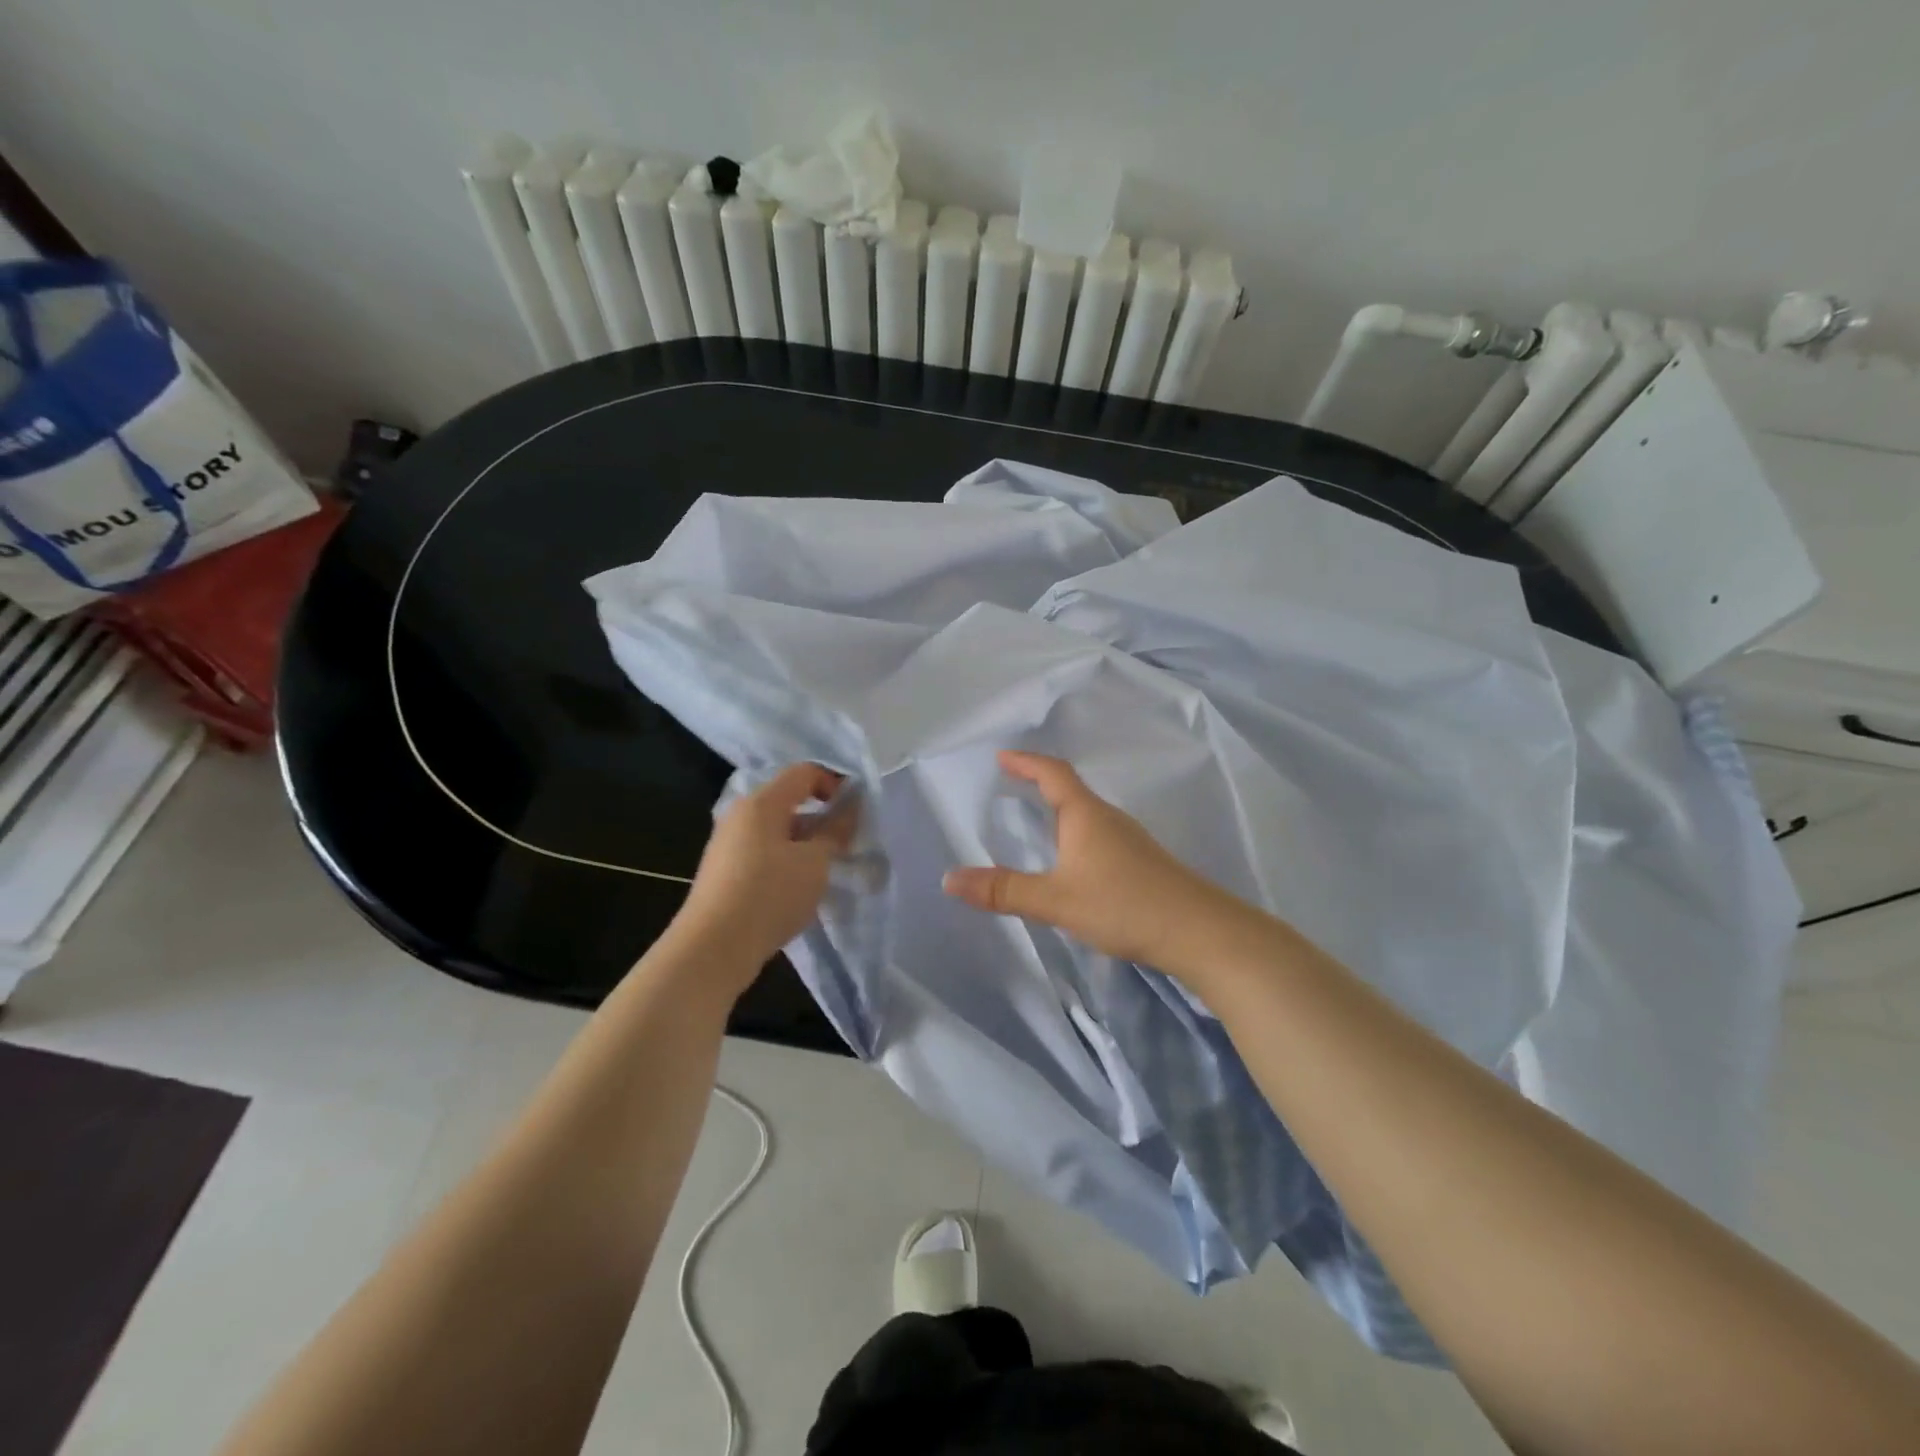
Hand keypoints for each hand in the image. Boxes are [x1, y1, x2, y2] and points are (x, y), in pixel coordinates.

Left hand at [671, 763, 858, 986]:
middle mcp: (740, 815)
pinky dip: (786, 862)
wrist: (713, 949)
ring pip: (776, 831)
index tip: (856, 812)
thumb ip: (836, 831)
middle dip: (821, 819)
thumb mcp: (815, 862)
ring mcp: (728, 844)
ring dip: (805, 844)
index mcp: (761, 802)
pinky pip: (763, 853)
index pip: (803, 773)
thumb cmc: (770, 895)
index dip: (834, 783)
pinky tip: (798, 890)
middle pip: (788, 801)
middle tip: (846, 845)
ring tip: (825, 872)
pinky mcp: (724, 872)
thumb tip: (850, 808)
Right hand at [941, 751, 1234, 971]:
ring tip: (1036, 820)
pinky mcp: (1141, 861)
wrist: (1198, 931)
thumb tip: (949, 879)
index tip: (1002, 756)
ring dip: (1060, 809)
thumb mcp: (1055, 899)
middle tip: (1012, 785)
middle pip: (1071, 789)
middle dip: (1040, 783)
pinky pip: (1099, 833)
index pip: (1052, 773)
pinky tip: (1073, 860)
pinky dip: (1075, 832)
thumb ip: (1003, 891)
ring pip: (1087, 813)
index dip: (1026, 762)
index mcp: (1085, 814)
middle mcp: (1108, 818)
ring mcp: (1129, 839)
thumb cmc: (1122, 904)